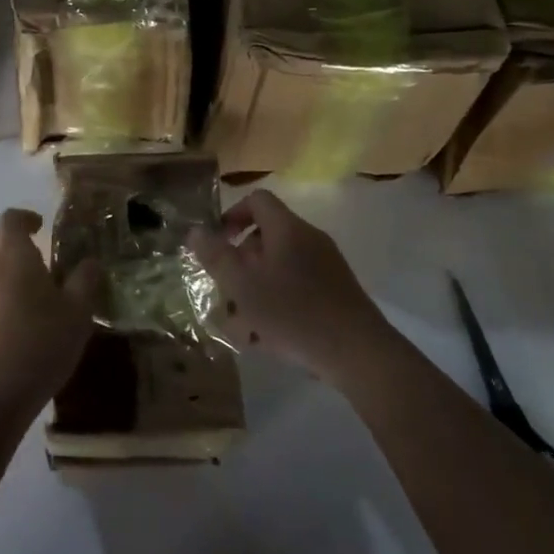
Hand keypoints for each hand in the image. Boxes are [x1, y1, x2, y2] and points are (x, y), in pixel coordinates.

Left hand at [0, 209, 98, 417]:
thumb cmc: (41, 343)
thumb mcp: (78, 312)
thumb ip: (85, 281)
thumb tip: (90, 262)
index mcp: (14, 257)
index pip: (9, 219)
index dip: (24, 217)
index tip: (41, 227)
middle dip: (7, 244)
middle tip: (33, 260)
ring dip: (1, 275)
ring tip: (29, 298)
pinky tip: (14, 328)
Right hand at [190, 189, 395, 385]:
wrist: (358, 353)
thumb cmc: (294, 312)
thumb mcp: (243, 285)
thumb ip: (216, 256)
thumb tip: (195, 230)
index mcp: (287, 228)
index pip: (256, 200)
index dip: (232, 215)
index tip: (217, 244)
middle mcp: (308, 239)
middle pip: (266, 236)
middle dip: (240, 263)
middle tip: (225, 291)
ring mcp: (326, 265)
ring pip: (279, 267)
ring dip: (255, 289)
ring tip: (241, 325)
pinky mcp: (336, 292)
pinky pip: (297, 287)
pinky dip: (277, 303)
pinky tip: (267, 338)